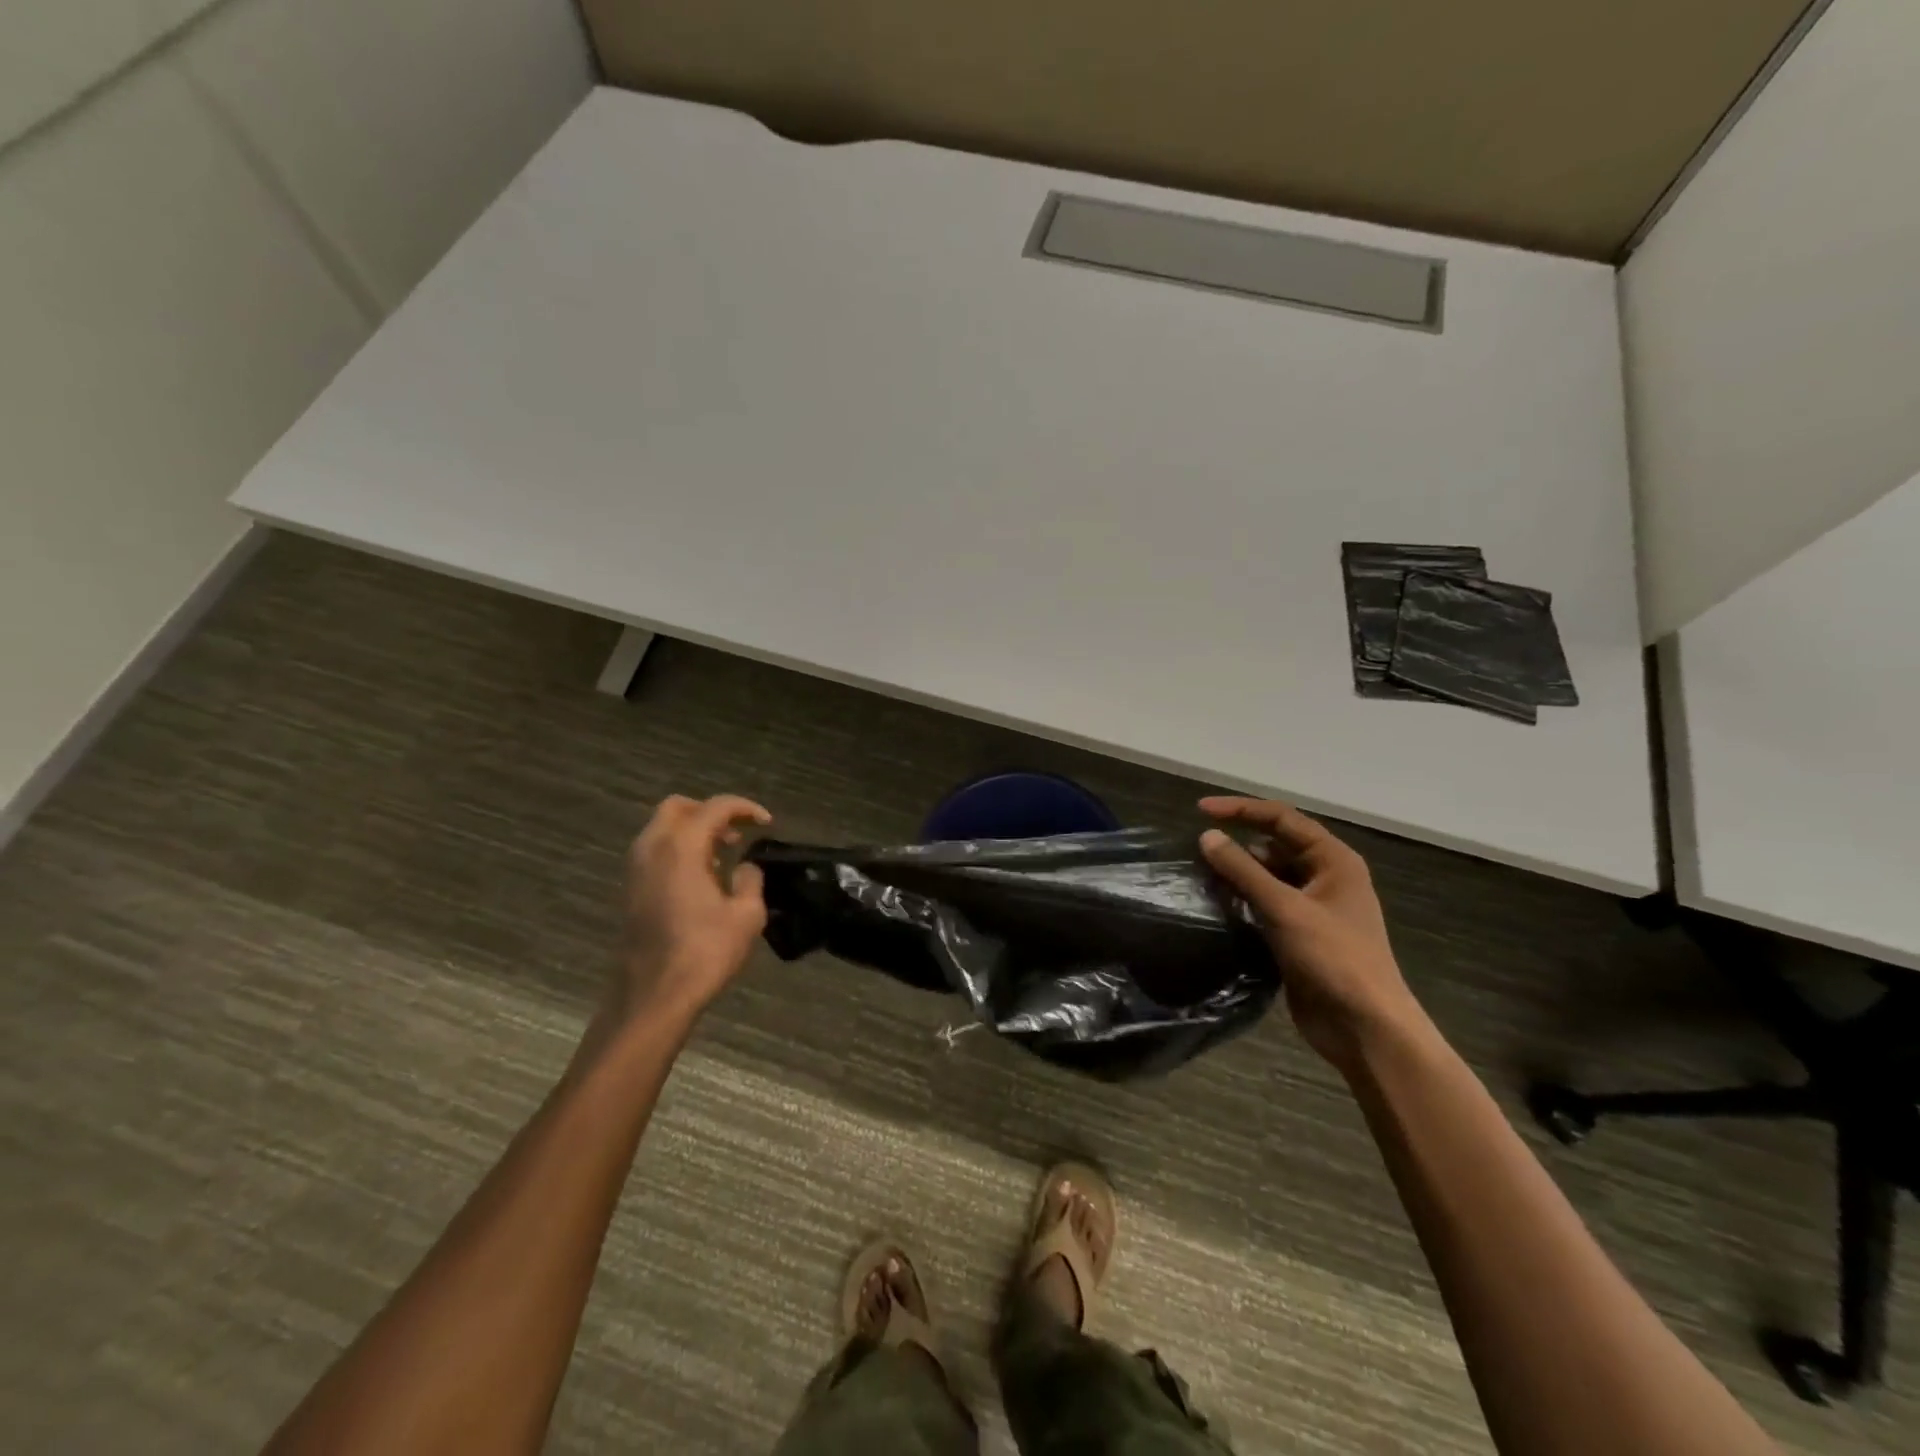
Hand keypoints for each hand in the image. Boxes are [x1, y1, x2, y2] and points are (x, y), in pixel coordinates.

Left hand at [617, 793, 771, 1021]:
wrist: (653, 997)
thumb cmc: (704, 953)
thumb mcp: (747, 915)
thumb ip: (751, 880)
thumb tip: (745, 868)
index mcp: (681, 847)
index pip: (715, 807)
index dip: (745, 808)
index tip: (767, 823)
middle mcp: (652, 848)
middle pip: (678, 807)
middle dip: (710, 812)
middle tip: (737, 833)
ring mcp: (636, 870)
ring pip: (662, 829)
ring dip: (693, 831)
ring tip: (724, 856)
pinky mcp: (631, 891)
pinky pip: (655, 852)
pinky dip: (679, 850)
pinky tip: (703, 878)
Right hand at [1198, 797, 1425, 1071]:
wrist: (1365, 1027)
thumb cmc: (1333, 958)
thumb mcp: (1285, 908)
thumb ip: (1243, 870)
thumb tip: (1206, 836)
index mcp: (1333, 860)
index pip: (1281, 818)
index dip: (1241, 810)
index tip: (1200, 810)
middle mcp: (1325, 877)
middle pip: (1275, 845)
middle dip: (1238, 843)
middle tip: (1198, 849)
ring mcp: (1313, 908)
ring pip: (1269, 876)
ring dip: (1239, 874)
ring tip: (1202, 876)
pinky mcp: (1300, 934)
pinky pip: (1267, 904)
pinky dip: (1244, 900)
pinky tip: (1218, 905)